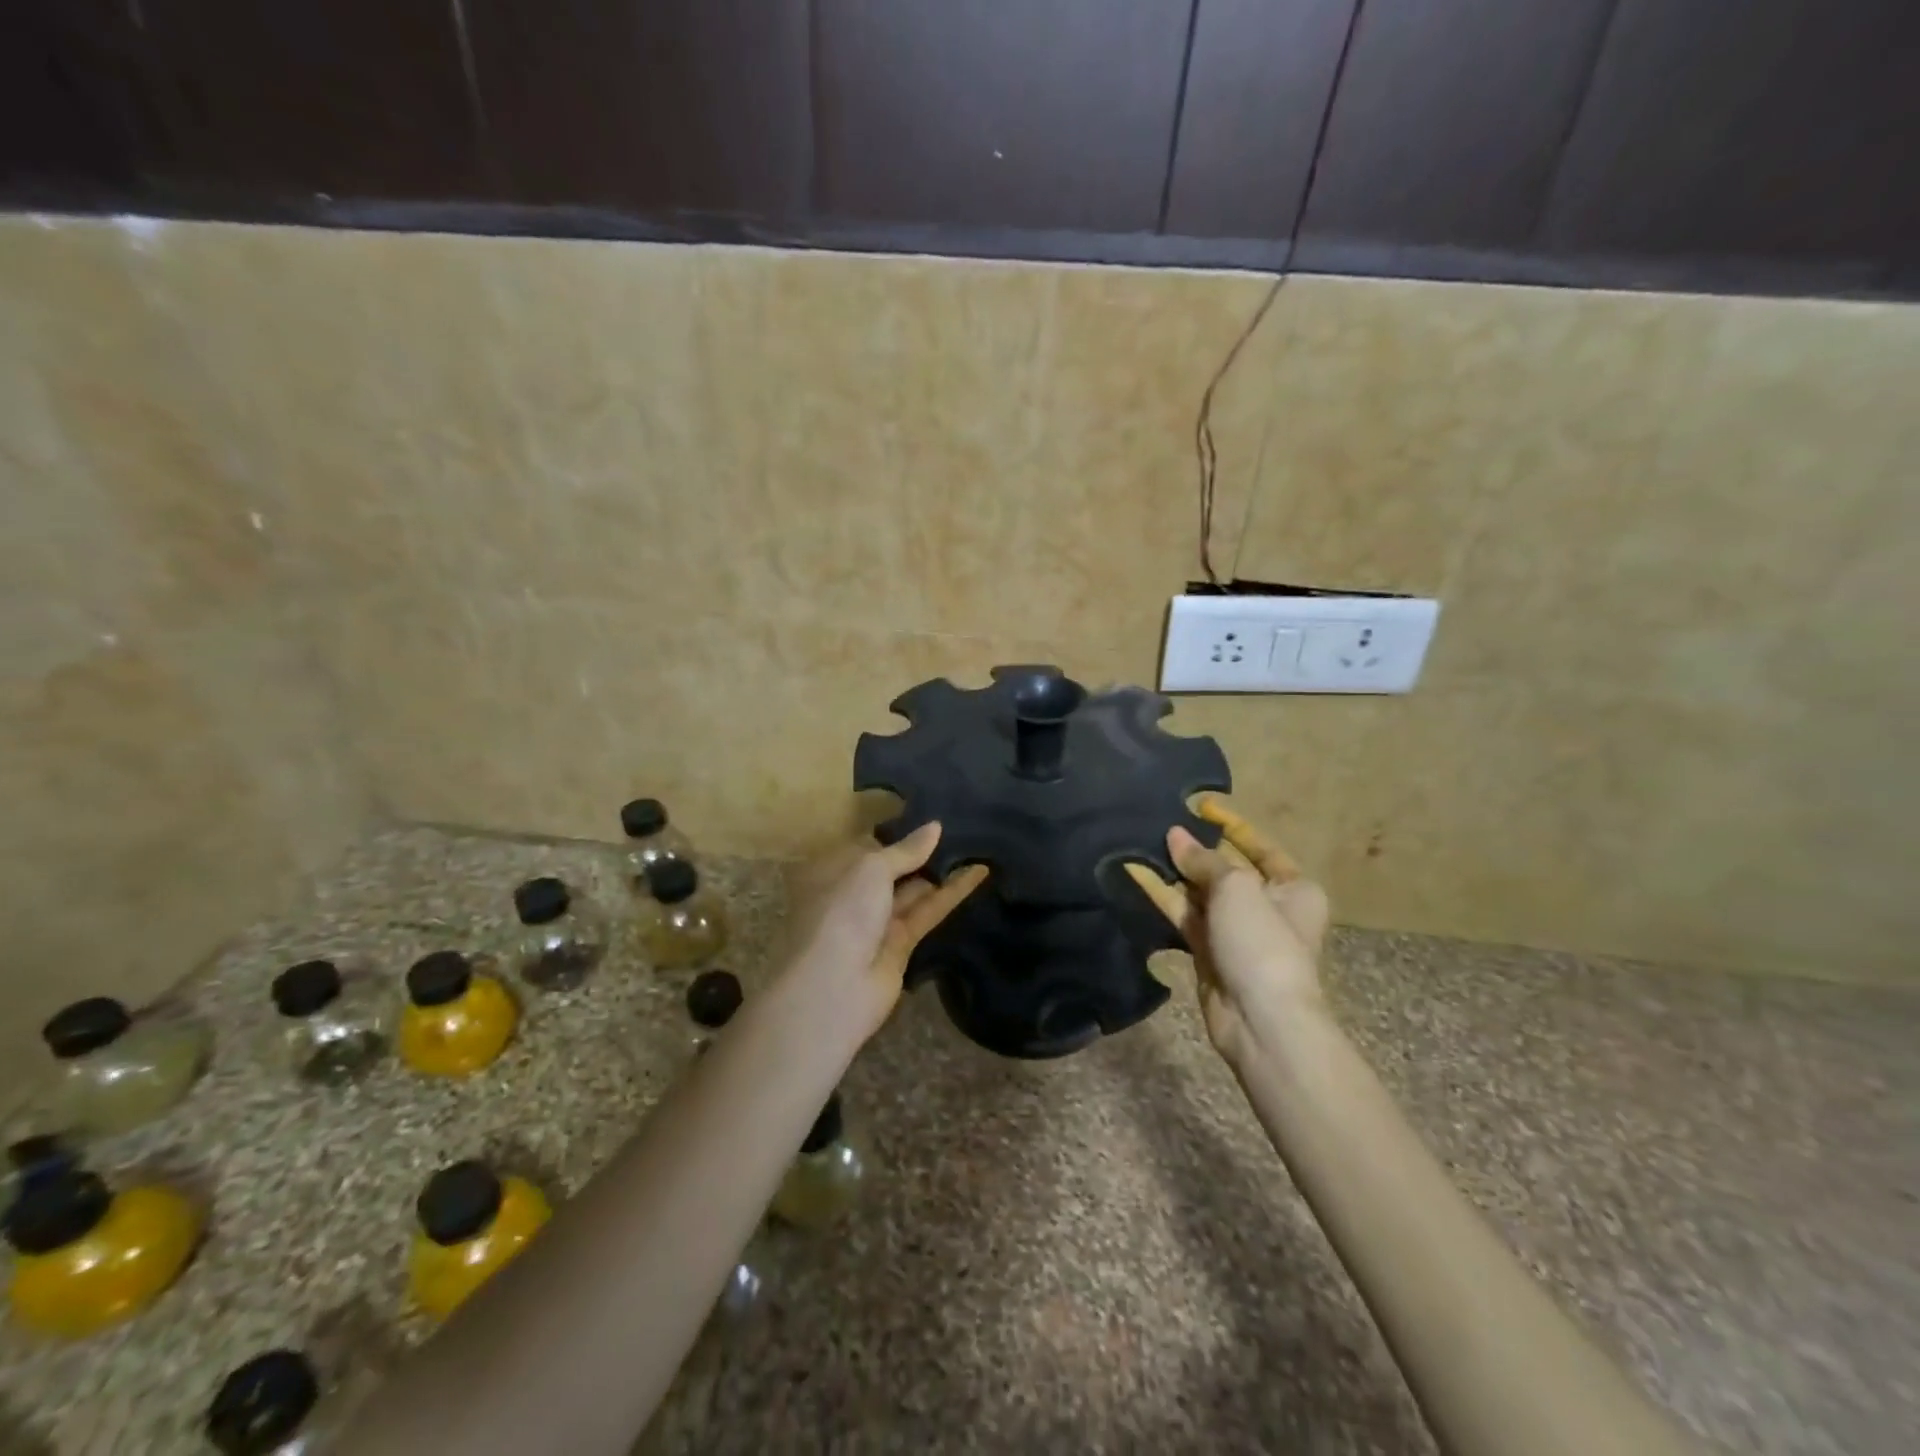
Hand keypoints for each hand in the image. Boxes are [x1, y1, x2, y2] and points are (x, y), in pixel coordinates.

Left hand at [782, 822, 988, 1044]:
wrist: (834, 986)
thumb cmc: (843, 911)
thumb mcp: (871, 868)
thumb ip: (906, 850)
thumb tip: (935, 827)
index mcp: (833, 870)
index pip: (869, 845)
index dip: (899, 833)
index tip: (931, 816)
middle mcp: (853, 894)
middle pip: (893, 869)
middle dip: (922, 852)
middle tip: (962, 827)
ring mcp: (876, 922)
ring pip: (913, 890)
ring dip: (942, 871)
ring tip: (976, 845)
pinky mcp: (901, 945)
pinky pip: (928, 911)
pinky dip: (952, 893)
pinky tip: (978, 872)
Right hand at [1127, 798, 1329, 1065]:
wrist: (1261, 1019)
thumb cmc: (1261, 942)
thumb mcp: (1237, 888)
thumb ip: (1203, 860)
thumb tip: (1175, 835)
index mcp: (1293, 887)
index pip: (1259, 846)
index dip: (1230, 825)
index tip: (1199, 805)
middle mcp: (1267, 906)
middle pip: (1225, 869)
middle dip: (1194, 849)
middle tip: (1158, 822)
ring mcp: (1235, 931)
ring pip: (1199, 892)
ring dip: (1173, 871)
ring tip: (1139, 842)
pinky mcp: (1209, 951)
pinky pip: (1184, 915)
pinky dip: (1163, 896)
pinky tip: (1136, 873)